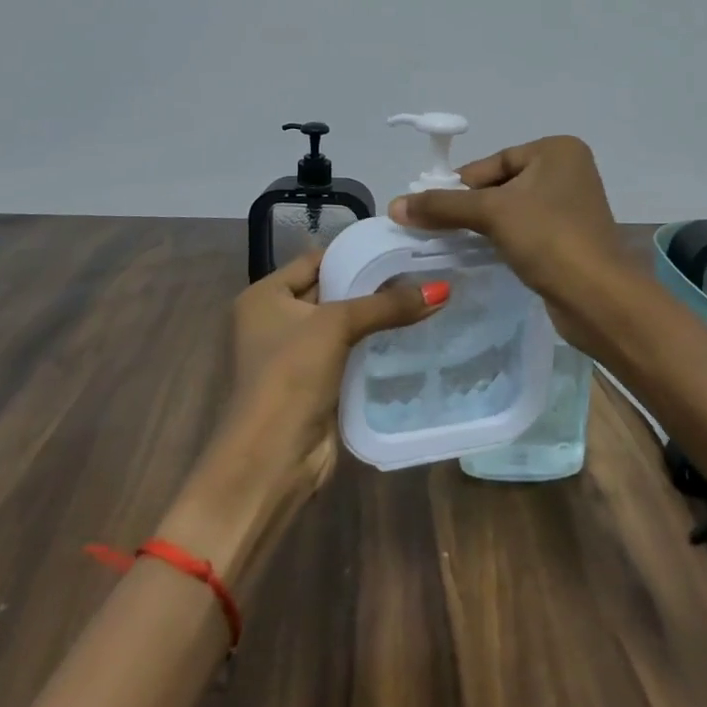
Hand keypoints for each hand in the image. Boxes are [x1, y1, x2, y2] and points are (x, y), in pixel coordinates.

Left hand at [221, 247, 445, 499]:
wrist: (270, 459)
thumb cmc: (290, 375)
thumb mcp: (336, 326)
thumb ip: (387, 305)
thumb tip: (442, 288)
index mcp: (264, 296)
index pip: (315, 260)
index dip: (354, 254)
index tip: (398, 246)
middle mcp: (273, 320)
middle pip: (329, 291)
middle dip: (370, 285)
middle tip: (420, 270)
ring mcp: (293, 355)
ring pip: (341, 325)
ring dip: (374, 317)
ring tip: (422, 298)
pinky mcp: (313, 384)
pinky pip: (347, 353)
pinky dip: (371, 345)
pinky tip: (408, 335)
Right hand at [387, 135, 624, 317]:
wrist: (597, 297)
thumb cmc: (548, 237)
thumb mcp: (491, 213)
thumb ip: (443, 206)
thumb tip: (394, 205)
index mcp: (557, 151)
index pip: (494, 161)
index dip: (460, 184)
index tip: (428, 206)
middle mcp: (568, 171)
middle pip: (501, 184)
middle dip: (470, 206)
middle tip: (436, 227)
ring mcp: (572, 206)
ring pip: (512, 209)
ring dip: (483, 225)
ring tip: (452, 242)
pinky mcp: (569, 238)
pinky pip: (525, 230)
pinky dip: (502, 240)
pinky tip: (482, 255)